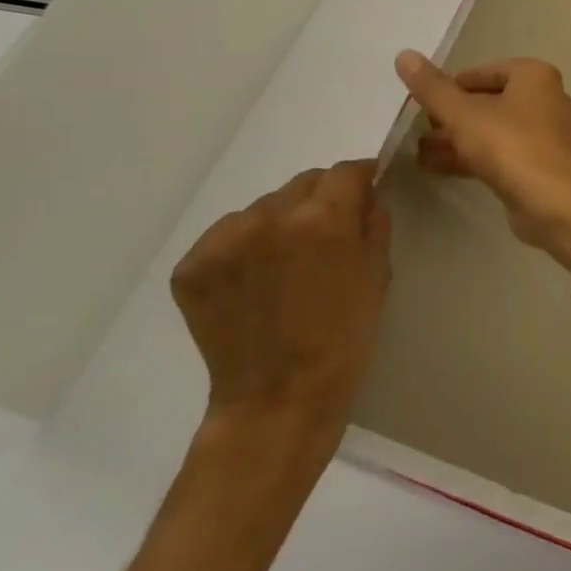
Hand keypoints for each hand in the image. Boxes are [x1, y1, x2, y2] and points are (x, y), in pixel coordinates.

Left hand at [170, 159, 391, 462]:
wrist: (279, 399)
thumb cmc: (344, 338)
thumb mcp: (377, 275)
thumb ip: (373, 224)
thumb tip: (367, 196)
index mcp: (322, 219)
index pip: (346, 171)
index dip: (361, 178)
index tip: (365, 193)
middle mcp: (269, 218)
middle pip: (303, 183)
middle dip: (321, 200)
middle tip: (327, 236)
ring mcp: (224, 241)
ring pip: (263, 207)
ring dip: (280, 222)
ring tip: (286, 263)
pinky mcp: (192, 266)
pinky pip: (227, 235)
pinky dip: (244, 247)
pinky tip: (255, 280)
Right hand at [394, 51, 570, 265]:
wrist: (552, 202)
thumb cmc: (509, 145)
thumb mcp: (462, 114)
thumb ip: (432, 88)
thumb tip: (404, 55)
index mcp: (535, 76)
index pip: (483, 72)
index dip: (450, 86)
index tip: (422, 102)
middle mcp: (546, 99)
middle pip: (489, 101)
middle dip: (452, 116)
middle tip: (419, 127)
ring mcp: (546, 134)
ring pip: (493, 130)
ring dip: (457, 139)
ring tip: (418, 150)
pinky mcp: (541, 164)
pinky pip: (501, 153)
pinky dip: (472, 157)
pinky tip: (436, 167)